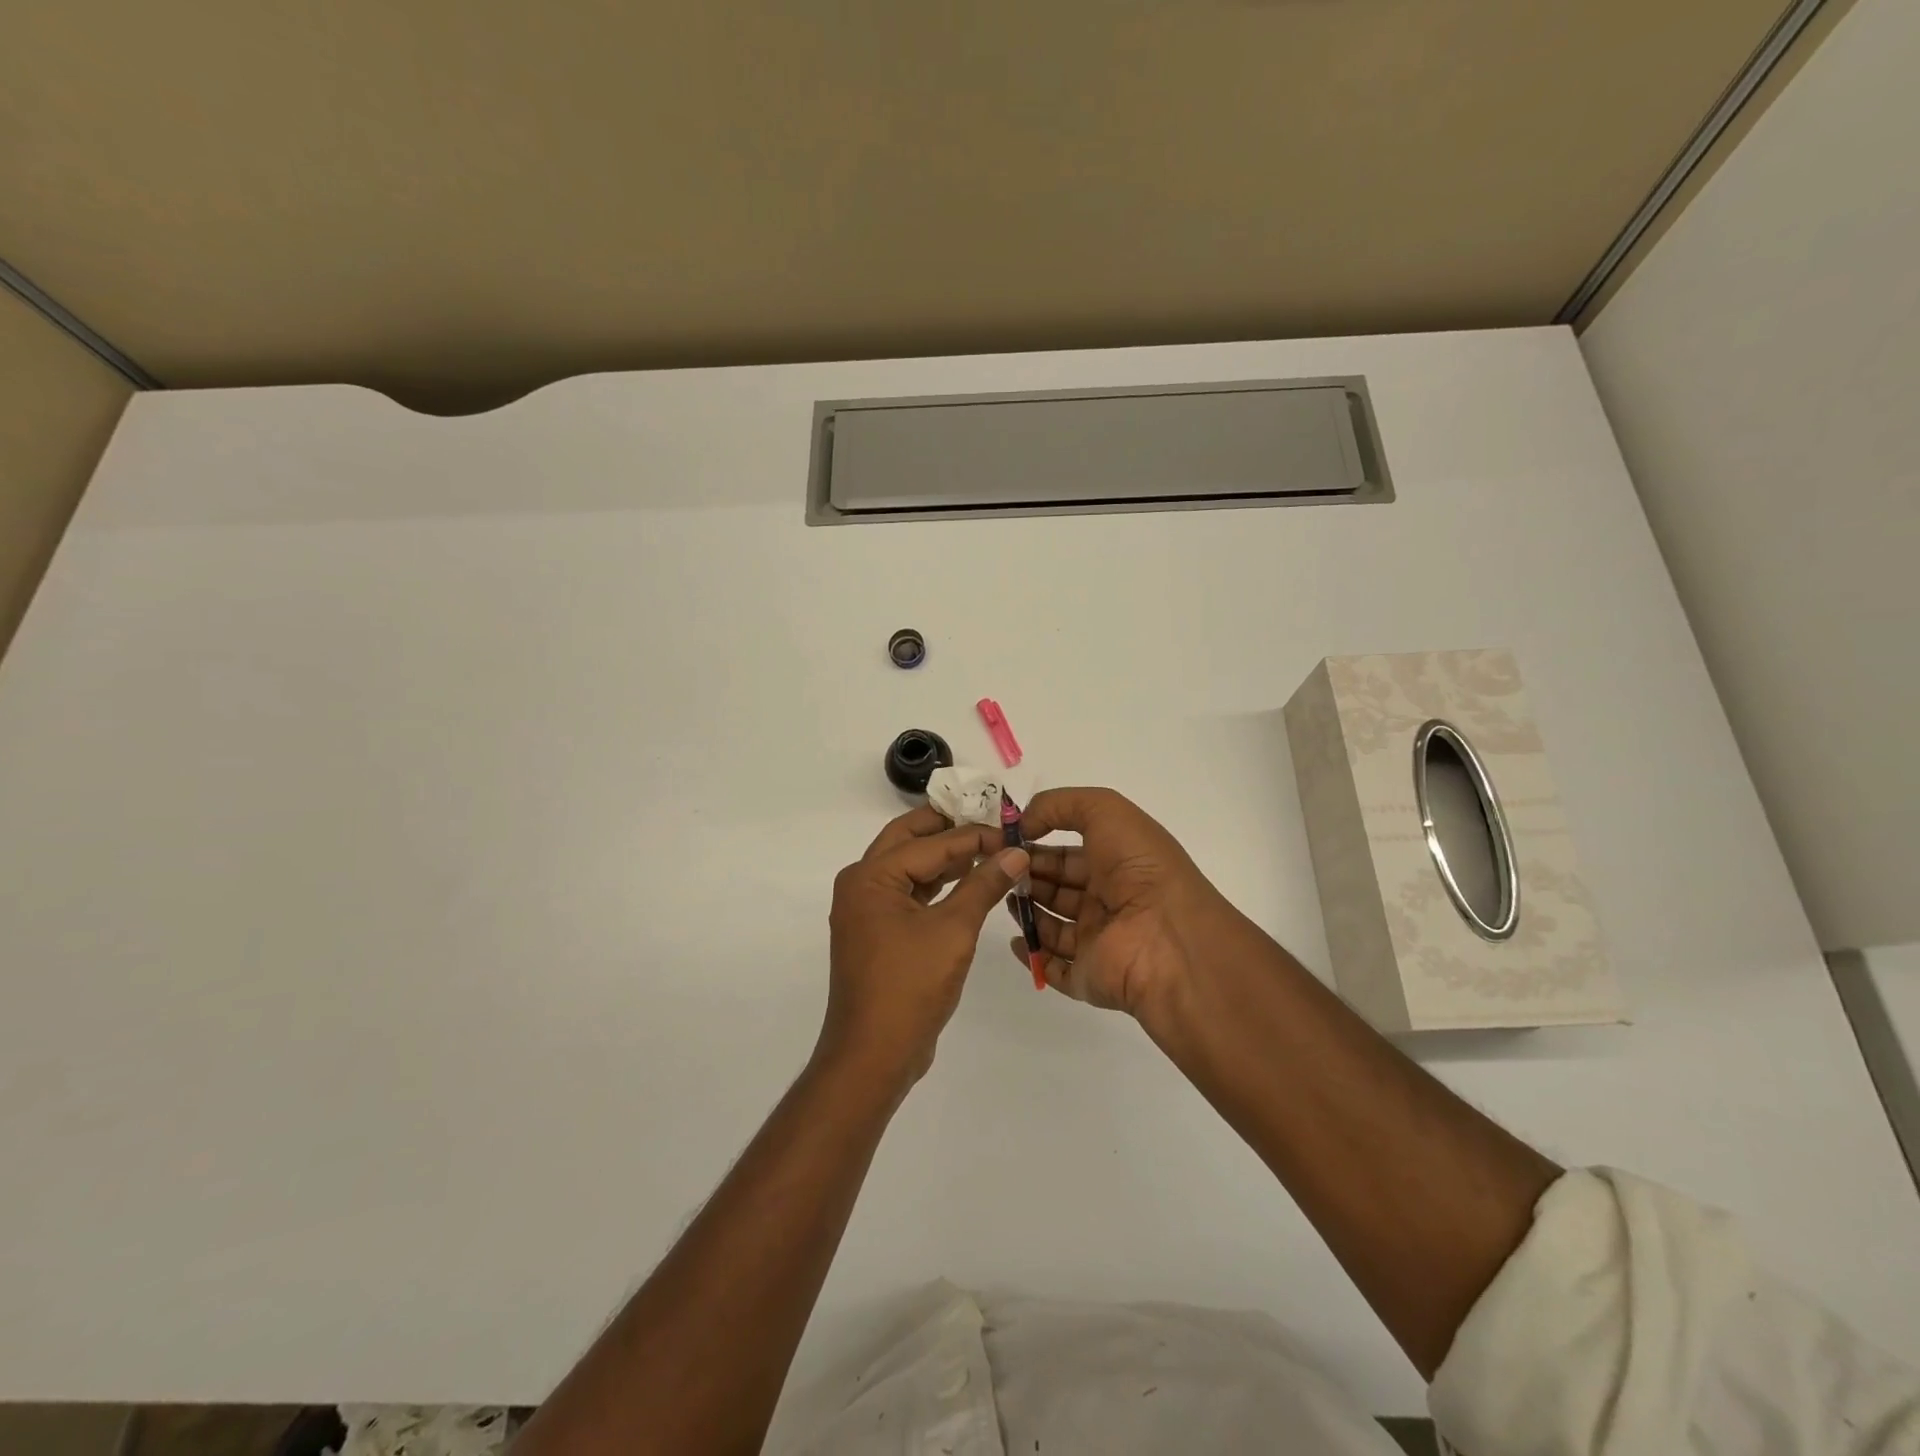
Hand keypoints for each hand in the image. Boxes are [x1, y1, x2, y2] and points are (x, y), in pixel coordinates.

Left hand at [822, 805, 1028, 1091]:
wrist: (873, 1055)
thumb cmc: (910, 986)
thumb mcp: (954, 930)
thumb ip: (984, 885)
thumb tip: (1017, 851)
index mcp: (870, 876)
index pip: (930, 843)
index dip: (974, 835)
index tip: (1011, 831)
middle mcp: (861, 884)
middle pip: (908, 839)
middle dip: (947, 828)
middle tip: (989, 819)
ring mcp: (866, 909)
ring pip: (907, 866)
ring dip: (943, 856)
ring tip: (986, 848)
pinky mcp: (877, 931)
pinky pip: (907, 893)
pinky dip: (936, 884)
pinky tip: (967, 882)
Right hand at [1010, 787, 1246, 1024]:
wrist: (1168, 938)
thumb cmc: (1139, 868)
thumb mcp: (1105, 810)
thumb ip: (1059, 805)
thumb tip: (1023, 824)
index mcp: (1116, 863)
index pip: (1068, 854)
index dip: (1037, 844)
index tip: (1005, 842)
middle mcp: (1108, 901)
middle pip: (1056, 888)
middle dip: (1026, 876)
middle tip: (998, 869)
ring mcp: (1097, 941)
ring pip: (1051, 925)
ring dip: (1025, 910)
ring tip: (1002, 896)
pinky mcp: (1087, 976)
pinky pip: (1052, 967)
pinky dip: (1032, 954)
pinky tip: (1015, 939)